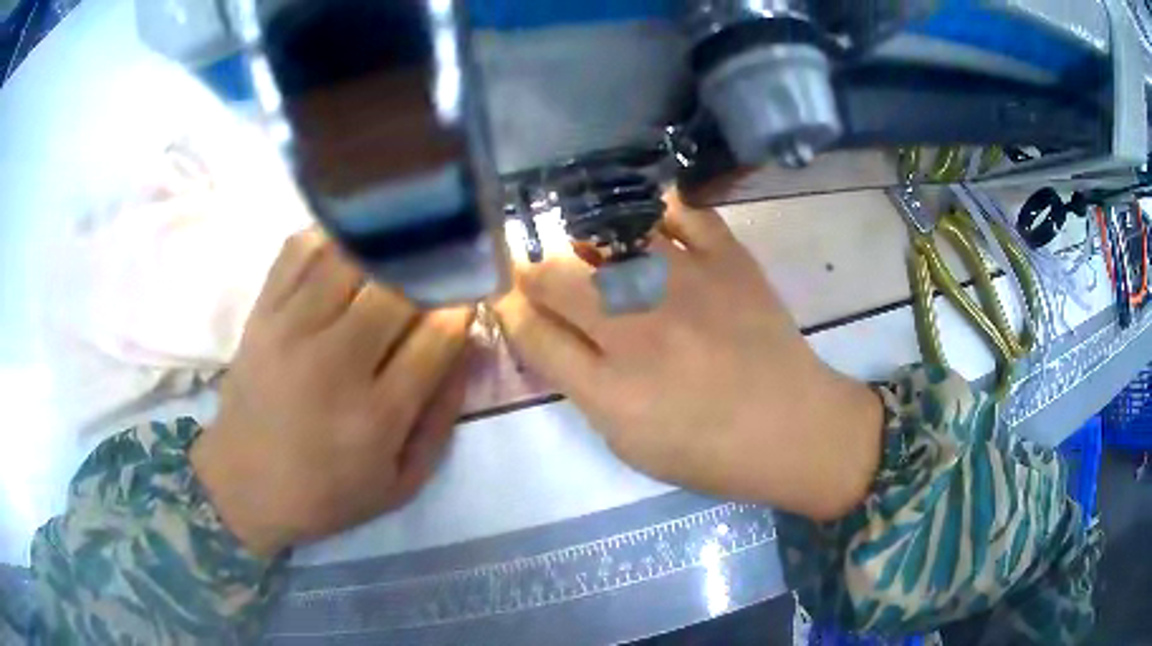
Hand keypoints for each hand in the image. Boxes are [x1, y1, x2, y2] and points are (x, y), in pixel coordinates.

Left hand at [191, 230, 473, 556]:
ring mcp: (291, 330)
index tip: (468, 297)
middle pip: (396, 287)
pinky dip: (330, 237)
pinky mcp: (261, 313)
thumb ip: (442, 416)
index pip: (437, 335)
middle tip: (436, 273)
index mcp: (376, 415)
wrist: (244, 485)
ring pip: (350, 257)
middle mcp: (334, 363)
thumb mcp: (402, 482)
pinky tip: (347, 247)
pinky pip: (299, 251)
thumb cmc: (328, 493)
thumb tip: (470, 346)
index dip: (462, 307)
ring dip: (383, 250)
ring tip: (397, 254)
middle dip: (428, 273)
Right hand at [496, 194, 882, 520]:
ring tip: (595, 254)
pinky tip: (651, 225)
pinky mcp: (728, 260)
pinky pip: (681, 211)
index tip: (506, 297)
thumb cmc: (709, 452)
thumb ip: (580, 386)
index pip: (533, 332)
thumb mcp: (629, 443)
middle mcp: (640, 330)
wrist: (793, 428)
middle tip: (545, 277)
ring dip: (587, 243)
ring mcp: (687, 285)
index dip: (508, 309)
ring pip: (608, 237)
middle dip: (534, 273)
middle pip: (555, 277)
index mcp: (612, 390)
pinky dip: (658, 211)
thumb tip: (550, 331)